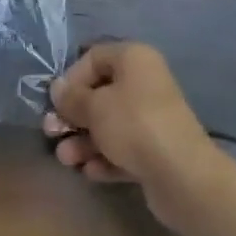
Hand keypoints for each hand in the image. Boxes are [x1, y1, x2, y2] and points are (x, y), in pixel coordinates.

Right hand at [43, 41, 227, 231]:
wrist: (183, 177)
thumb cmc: (134, 125)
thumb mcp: (94, 107)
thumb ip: (71, 98)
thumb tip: (57, 90)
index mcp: (133, 60)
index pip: (93, 57)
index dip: (71, 78)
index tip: (56, 102)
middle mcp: (144, 83)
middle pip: (100, 94)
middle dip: (73, 116)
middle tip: (52, 133)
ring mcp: (152, 119)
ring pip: (109, 125)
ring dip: (84, 141)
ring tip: (67, 160)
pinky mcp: (156, 151)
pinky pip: (123, 148)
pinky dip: (105, 158)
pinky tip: (90, 172)